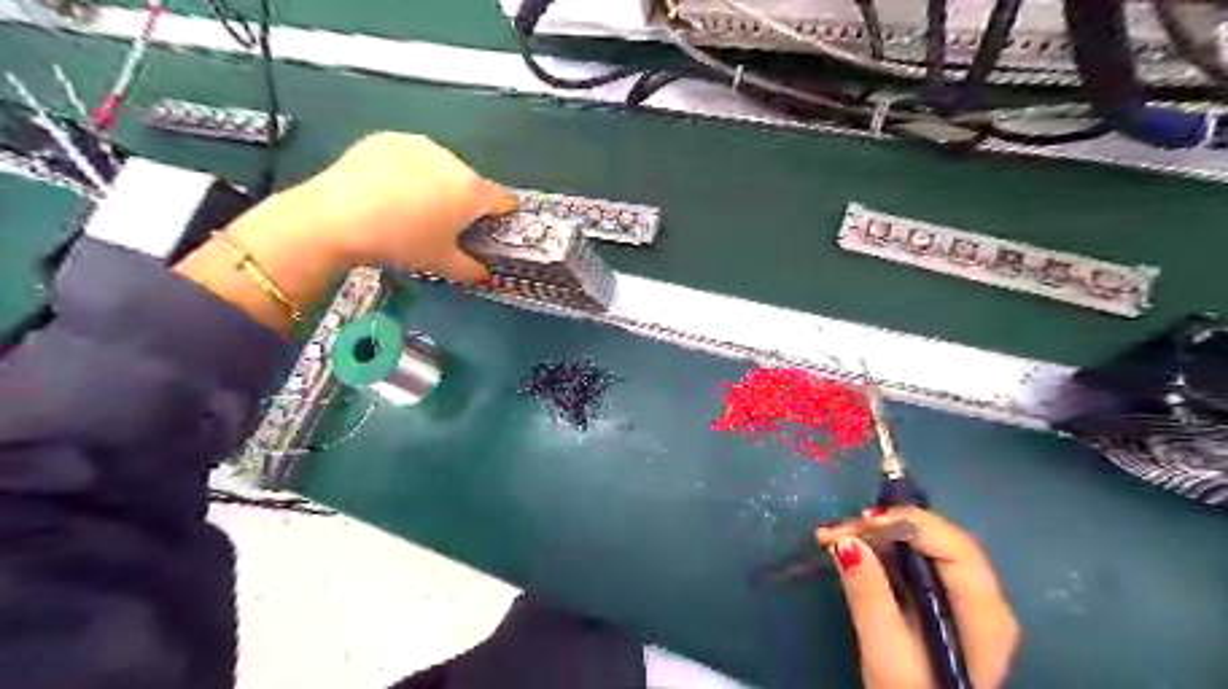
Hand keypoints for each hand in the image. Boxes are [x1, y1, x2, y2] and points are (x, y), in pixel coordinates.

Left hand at [293, 133, 519, 280]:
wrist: (336, 217)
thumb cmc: (402, 242)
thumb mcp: (441, 264)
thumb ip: (470, 270)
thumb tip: (483, 274)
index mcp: (473, 191)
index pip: (503, 200)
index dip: (501, 216)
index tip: (490, 228)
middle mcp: (453, 160)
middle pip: (471, 182)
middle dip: (464, 201)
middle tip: (442, 224)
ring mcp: (419, 145)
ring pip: (440, 167)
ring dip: (436, 184)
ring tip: (410, 206)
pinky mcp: (388, 137)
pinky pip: (410, 157)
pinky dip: (407, 171)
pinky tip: (387, 189)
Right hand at [814, 505, 1016, 688]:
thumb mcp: (885, 653)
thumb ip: (869, 596)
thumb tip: (846, 541)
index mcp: (985, 614)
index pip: (955, 547)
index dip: (909, 524)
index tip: (861, 520)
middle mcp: (985, 599)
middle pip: (939, 540)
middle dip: (886, 527)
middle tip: (837, 530)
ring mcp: (967, 599)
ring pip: (924, 546)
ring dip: (878, 536)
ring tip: (834, 537)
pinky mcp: (945, 600)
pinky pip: (916, 559)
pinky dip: (882, 550)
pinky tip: (851, 549)